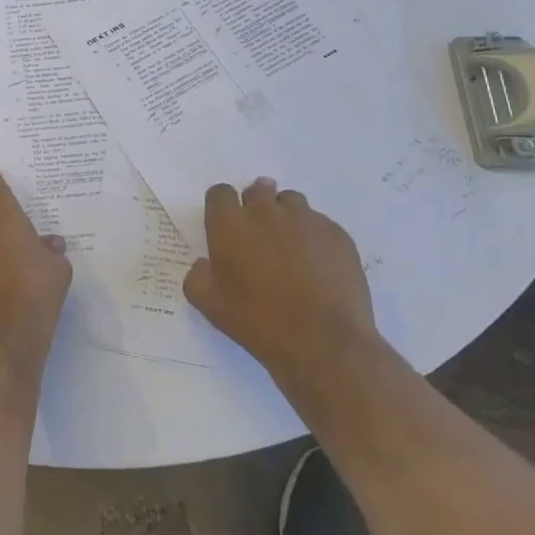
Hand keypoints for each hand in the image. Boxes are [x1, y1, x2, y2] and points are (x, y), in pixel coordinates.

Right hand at [185, 178, 380, 383]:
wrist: (325, 344)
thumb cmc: (259, 322)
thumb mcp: (209, 305)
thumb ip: (197, 276)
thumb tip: (205, 264)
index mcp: (230, 224)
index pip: (220, 193)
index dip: (222, 207)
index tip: (226, 226)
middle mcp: (266, 212)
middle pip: (257, 190)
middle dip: (255, 206)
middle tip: (259, 236)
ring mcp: (305, 220)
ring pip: (291, 202)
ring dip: (285, 216)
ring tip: (290, 247)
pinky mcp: (337, 234)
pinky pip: (320, 223)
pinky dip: (313, 236)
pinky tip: (317, 264)